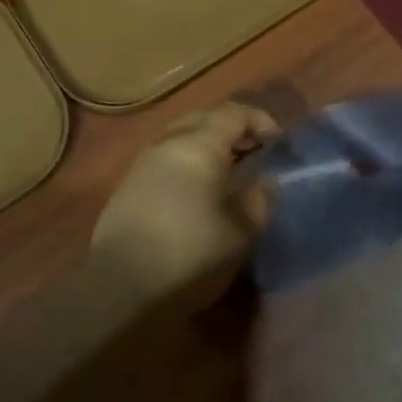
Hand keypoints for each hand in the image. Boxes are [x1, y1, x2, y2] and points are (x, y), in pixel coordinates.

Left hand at [91, 102, 278, 306]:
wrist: (122, 289)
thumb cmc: (192, 255)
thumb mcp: (241, 232)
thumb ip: (259, 199)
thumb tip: (266, 181)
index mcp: (198, 145)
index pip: (234, 113)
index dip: (260, 120)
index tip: (279, 140)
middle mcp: (167, 143)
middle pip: (204, 118)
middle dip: (232, 129)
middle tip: (255, 151)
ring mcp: (142, 162)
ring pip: (181, 136)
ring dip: (207, 144)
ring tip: (229, 171)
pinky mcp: (128, 185)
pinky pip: (165, 157)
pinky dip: (187, 161)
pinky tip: (198, 189)